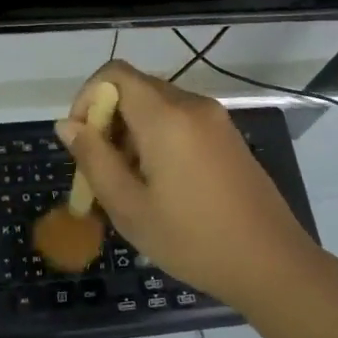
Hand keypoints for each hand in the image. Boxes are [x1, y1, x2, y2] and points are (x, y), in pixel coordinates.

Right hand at [57, 61, 320, 308]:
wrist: (272, 263)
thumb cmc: (192, 239)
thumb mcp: (129, 207)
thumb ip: (93, 159)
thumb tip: (66, 124)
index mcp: (166, 117)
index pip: (114, 74)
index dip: (87, 97)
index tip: (81, 140)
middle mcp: (192, 105)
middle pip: (135, 89)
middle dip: (108, 120)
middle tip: (101, 171)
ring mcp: (215, 119)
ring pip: (157, 106)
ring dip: (131, 133)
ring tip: (129, 184)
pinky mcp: (227, 136)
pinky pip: (180, 121)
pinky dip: (157, 138)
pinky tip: (160, 184)